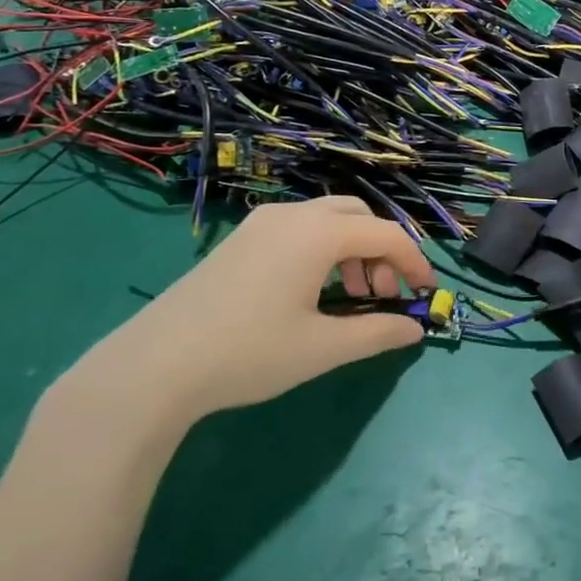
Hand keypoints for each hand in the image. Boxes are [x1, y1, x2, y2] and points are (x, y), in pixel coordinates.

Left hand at [69, 197, 434, 428]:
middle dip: (382, 252)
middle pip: (359, 217)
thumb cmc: (248, 352)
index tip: (426, 296)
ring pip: (328, 220)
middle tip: (382, 296)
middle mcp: (293, 215)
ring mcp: (262, 224)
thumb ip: (376, 333)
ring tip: (351, 298)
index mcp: (318, 233)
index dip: (414, 263)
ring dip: (353, 251)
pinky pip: (300, 230)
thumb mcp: (322, 348)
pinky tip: (312, 291)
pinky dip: (323, 251)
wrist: (155, 365)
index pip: (386, 235)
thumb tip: (414, 330)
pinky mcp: (241, 240)